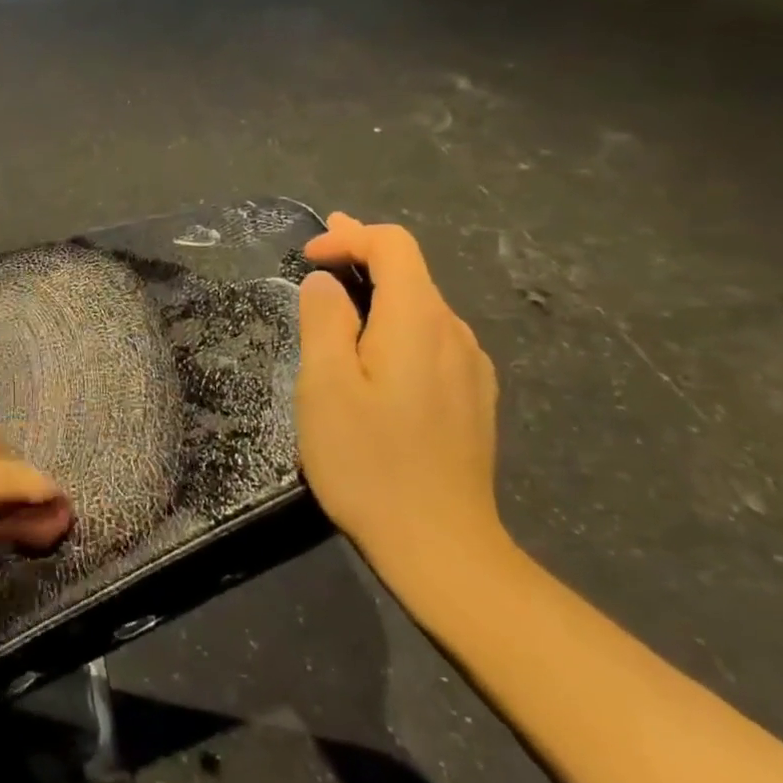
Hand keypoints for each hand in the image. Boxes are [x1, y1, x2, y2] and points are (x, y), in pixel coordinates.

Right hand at [296, 214, 503, 581]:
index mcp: (418, 320)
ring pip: (422, 308)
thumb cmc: (369, 461)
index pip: (393, 245)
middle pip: (411, 272)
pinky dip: (397, 327)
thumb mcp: (325, 385)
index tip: (308, 255)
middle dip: (362, 256)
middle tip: (319, 256)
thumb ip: (324, 320)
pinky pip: (432, 340)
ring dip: (379, 294)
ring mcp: (471, 368)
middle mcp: (454, 333)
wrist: (440, 546)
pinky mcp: (473, 398)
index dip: (349, 236)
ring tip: (339, 307)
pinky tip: (376, 356)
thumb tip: (325, 282)